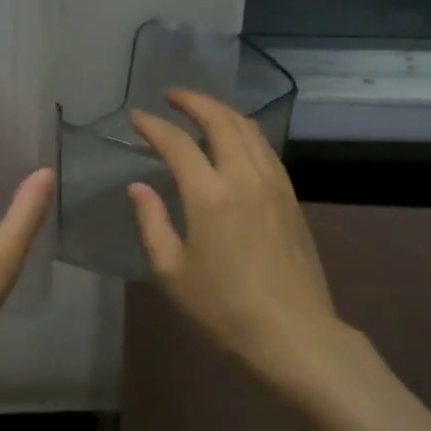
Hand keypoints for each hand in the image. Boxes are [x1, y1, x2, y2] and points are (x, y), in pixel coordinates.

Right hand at [128, 91, 346, 395]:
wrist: (294, 334)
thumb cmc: (225, 309)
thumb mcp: (173, 272)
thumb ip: (152, 222)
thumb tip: (138, 187)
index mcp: (210, 195)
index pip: (178, 143)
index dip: (154, 126)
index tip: (137, 117)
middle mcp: (245, 177)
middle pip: (221, 120)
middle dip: (194, 101)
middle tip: (172, 96)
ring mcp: (274, 184)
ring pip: (249, 129)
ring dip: (222, 111)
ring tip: (201, 109)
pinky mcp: (291, 197)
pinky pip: (265, 148)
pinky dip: (245, 131)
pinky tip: (236, 139)